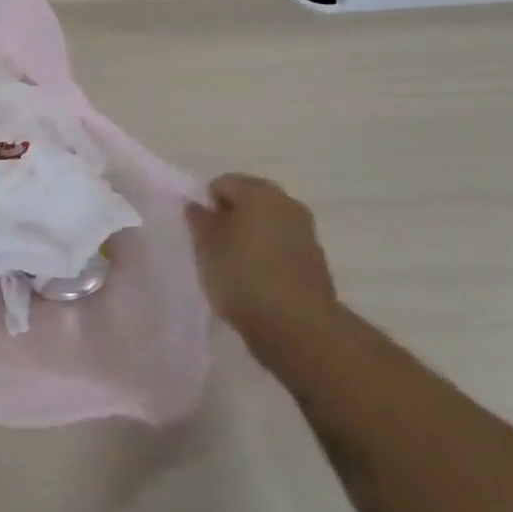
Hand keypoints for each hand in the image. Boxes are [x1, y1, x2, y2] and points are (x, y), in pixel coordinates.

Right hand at [187, 174, 336, 339]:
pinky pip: (281, 252)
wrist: (298, 327)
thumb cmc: (243, 275)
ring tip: (233, 271)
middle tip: (212, 250)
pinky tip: (255, 286)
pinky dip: (267, 261)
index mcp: (259, 191)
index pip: (222, 184)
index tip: (198, 233)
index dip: (205, 205)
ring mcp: (305, 234)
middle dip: (229, 222)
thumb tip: (197, 205)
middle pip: (248, 204)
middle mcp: (287, 203)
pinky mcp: (315, 264)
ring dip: (249, 242)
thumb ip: (198, 219)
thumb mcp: (206, 244)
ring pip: (266, 228)